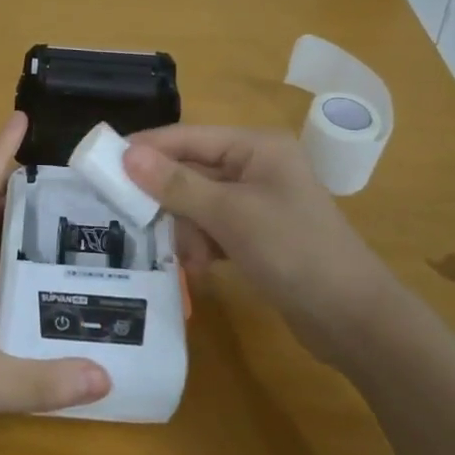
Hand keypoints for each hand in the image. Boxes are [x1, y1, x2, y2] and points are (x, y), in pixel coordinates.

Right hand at [123, 125, 403, 366]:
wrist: (353, 318)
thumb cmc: (294, 252)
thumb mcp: (230, 215)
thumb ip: (177, 184)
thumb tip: (126, 154)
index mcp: (257, 147)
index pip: (187, 137)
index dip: (146, 149)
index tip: (102, 164)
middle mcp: (256, 166)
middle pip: (191, 170)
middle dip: (169, 199)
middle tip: (134, 219)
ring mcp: (258, 201)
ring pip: (198, 202)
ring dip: (187, 229)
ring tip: (189, 258)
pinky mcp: (258, 234)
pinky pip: (213, 227)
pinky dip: (203, 245)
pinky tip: (201, 267)